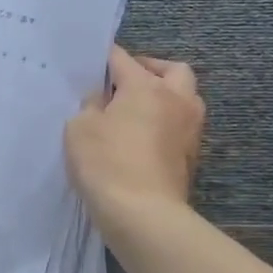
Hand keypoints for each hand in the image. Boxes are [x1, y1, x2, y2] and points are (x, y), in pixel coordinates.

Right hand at [65, 47, 204, 211]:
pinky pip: (181, 126)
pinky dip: (166, 123)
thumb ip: (90, 105)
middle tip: (125, 82)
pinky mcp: (192, 156)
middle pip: (173, 70)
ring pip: (185, 98)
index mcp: (146, 87)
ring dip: (165, 96)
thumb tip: (103, 100)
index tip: (90, 63)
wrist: (143, 214)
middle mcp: (176, 100)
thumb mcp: (79, 127)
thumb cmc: (106, 162)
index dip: (104, 58)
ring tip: (137, 110)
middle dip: (150, 69)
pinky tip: (143, 137)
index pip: (123, 59)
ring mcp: (190, 129)